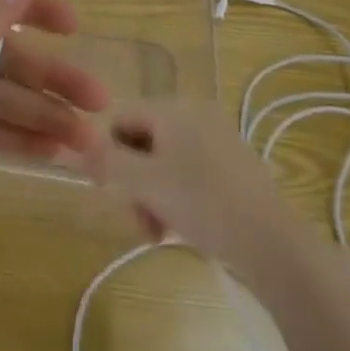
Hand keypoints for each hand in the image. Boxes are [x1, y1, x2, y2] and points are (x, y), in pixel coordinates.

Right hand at [77, 101, 307, 283]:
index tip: (109, 192)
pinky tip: (182, 228)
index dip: (106, 154)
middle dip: (133, 183)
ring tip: (159, 232)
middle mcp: (196, 113)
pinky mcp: (233, 164)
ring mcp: (218, 138)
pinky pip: (189, 172)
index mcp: (174, 108)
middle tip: (140, 221)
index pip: (119, 118)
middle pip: (141, 142)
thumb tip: (77, 145)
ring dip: (153, 196)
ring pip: (163, 162)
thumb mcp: (144, 183)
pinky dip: (177, 197)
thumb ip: (106, 161)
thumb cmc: (203, 204)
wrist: (272, 242)